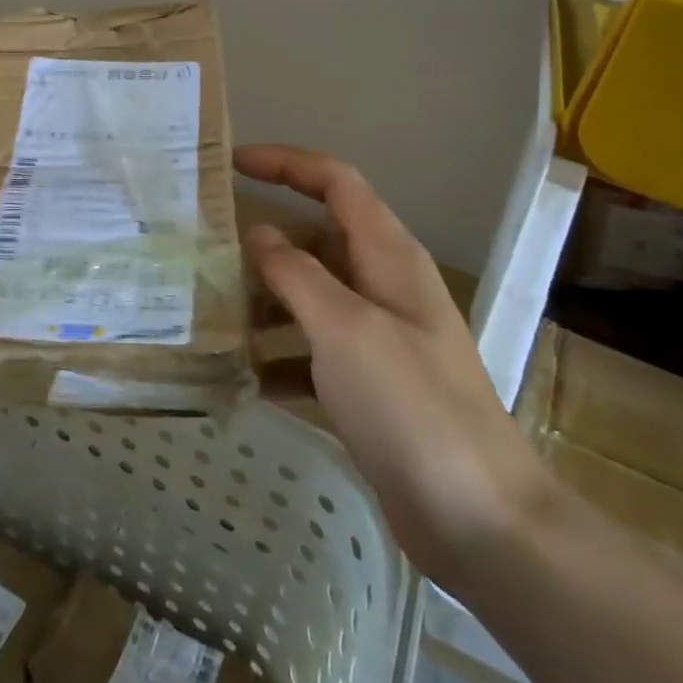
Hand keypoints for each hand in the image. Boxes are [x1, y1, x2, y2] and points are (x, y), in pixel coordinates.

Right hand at [236, 144, 554, 593]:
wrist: (478, 519)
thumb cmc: (411, 405)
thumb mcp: (345, 328)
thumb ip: (296, 274)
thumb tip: (257, 232)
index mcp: (387, 255)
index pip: (336, 182)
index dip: (286, 163)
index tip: (232, 163)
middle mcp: (382, 285)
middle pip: (316, 239)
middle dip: (263, 239)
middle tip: (203, 246)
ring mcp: (377, 336)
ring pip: (309, 296)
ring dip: (264, 299)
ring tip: (208, 311)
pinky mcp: (368, 384)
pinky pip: (311, 351)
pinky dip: (278, 355)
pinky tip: (239, 375)